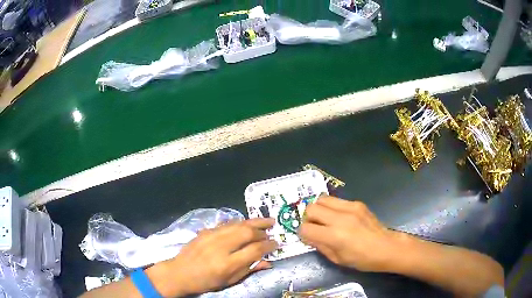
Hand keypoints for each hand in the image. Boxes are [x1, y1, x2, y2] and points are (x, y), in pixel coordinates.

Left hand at [150, 218, 277, 296]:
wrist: (180, 272)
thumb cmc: (206, 281)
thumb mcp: (230, 281)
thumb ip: (249, 269)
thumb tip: (268, 262)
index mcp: (228, 263)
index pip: (255, 250)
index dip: (269, 245)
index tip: (276, 244)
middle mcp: (221, 246)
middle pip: (247, 232)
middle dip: (262, 230)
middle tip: (272, 230)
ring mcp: (212, 236)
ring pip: (238, 224)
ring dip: (254, 222)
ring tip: (266, 221)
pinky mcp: (206, 230)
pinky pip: (227, 223)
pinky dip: (240, 222)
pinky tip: (246, 223)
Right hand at [298, 195, 402, 271]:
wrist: (386, 247)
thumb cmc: (362, 259)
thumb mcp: (337, 259)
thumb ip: (320, 246)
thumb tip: (309, 236)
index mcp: (334, 236)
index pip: (306, 228)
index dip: (302, 233)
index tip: (307, 237)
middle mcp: (340, 218)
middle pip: (311, 208)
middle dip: (308, 218)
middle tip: (315, 227)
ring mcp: (350, 208)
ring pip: (321, 199)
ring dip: (319, 209)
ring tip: (325, 219)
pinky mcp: (357, 203)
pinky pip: (336, 200)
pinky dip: (332, 208)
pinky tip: (340, 218)